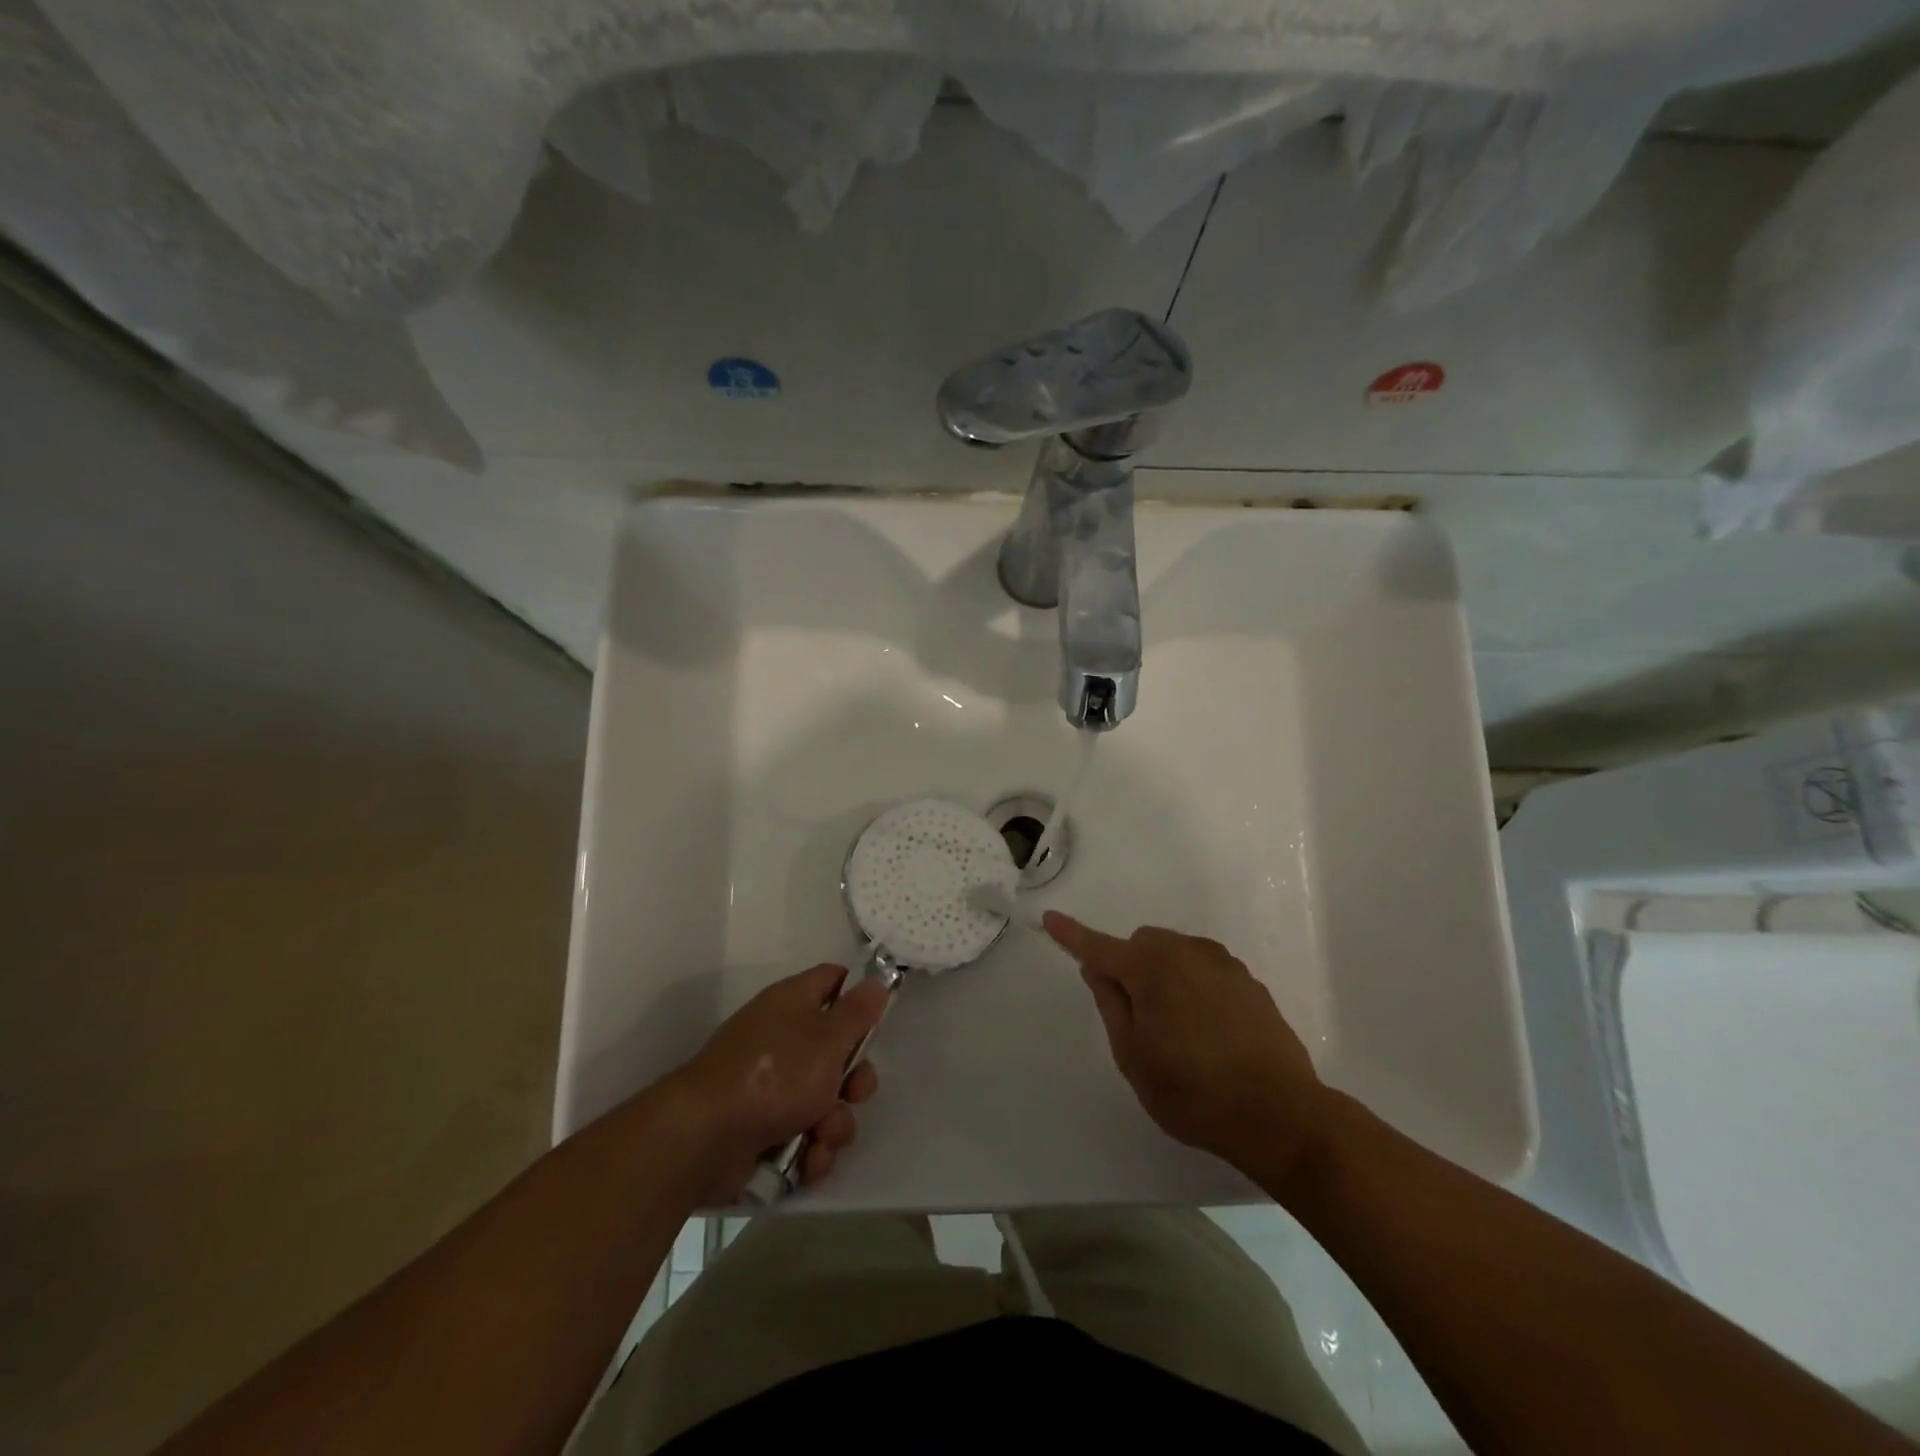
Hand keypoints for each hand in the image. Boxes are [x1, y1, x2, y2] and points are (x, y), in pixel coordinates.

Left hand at [667, 964, 888, 1201]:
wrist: (705, 1136)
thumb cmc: (775, 1073)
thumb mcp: (827, 1037)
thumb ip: (857, 1011)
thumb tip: (876, 982)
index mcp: (794, 1003)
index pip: (834, 981)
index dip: (858, 995)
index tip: (878, 1019)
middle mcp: (783, 1039)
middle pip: (838, 1051)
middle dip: (854, 1081)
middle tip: (854, 1093)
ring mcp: (771, 1086)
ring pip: (825, 1101)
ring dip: (834, 1124)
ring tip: (821, 1136)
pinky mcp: (764, 1129)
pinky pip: (805, 1136)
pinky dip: (811, 1151)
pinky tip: (807, 1161)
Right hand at [1045, 912, 1331, 1185]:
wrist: (1280, 1115)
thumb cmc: (1193, 1092)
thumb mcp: (1133, 1056)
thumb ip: (1111, 1004)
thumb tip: (1097, 968)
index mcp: (1151, 968)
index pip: (1099, 946)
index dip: (1072, 935)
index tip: (1051, 918)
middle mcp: (1187, 952)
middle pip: (1142, 943)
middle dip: (1130, 967)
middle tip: (1138, 1019)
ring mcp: (1223, 964)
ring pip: (1175, 953)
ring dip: (1163, 975)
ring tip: (1178, 1031)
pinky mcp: (1249, 981)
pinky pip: (1205, 969)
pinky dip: (1193, 985)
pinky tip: (1209, 1031)